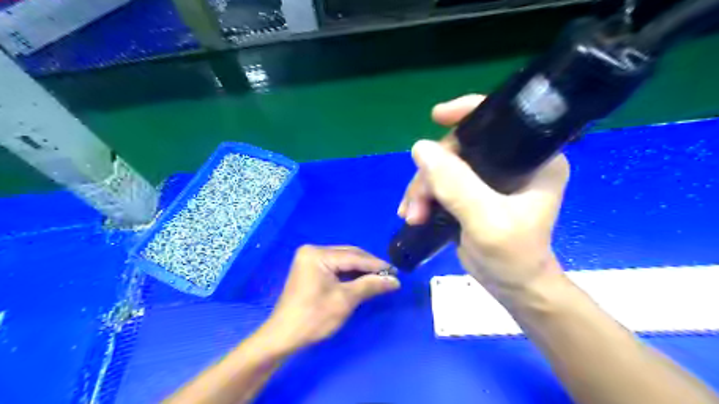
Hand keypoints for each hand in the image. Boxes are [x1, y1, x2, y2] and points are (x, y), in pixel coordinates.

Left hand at [263, 244, 399, 350]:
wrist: (283, 337)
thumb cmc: (313, 318)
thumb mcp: (345, 300)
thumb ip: (370, 285)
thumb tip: (395, 280)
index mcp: (317, 254)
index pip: (353, 257)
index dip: (376, 265)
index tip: (396, 271)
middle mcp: (313, 251)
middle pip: (348, 255)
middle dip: (369, 266)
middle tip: (390, 275)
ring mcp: (310, 259)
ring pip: (343, 260)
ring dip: (360, 269)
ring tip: (380, 277)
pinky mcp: (310, 269)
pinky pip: (335, 267)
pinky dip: (349, 274)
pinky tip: (362, 279)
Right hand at [396, 95, 569, 292]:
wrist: (512, 287)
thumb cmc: (513, 256)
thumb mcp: (487, 221)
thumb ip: (456, 185)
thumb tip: (419, 148)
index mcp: (533, 158)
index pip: (501, 120)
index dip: (468, 111)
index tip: (436, 116)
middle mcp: (512, 162)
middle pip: (460, 147)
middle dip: (431, 173)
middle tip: (415, 203)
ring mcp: (489, 178)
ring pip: (444, 166)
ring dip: (421, 189)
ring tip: (411, 215)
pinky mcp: (472, 192)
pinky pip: (440, 182)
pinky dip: (423, 196)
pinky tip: (412, 213)